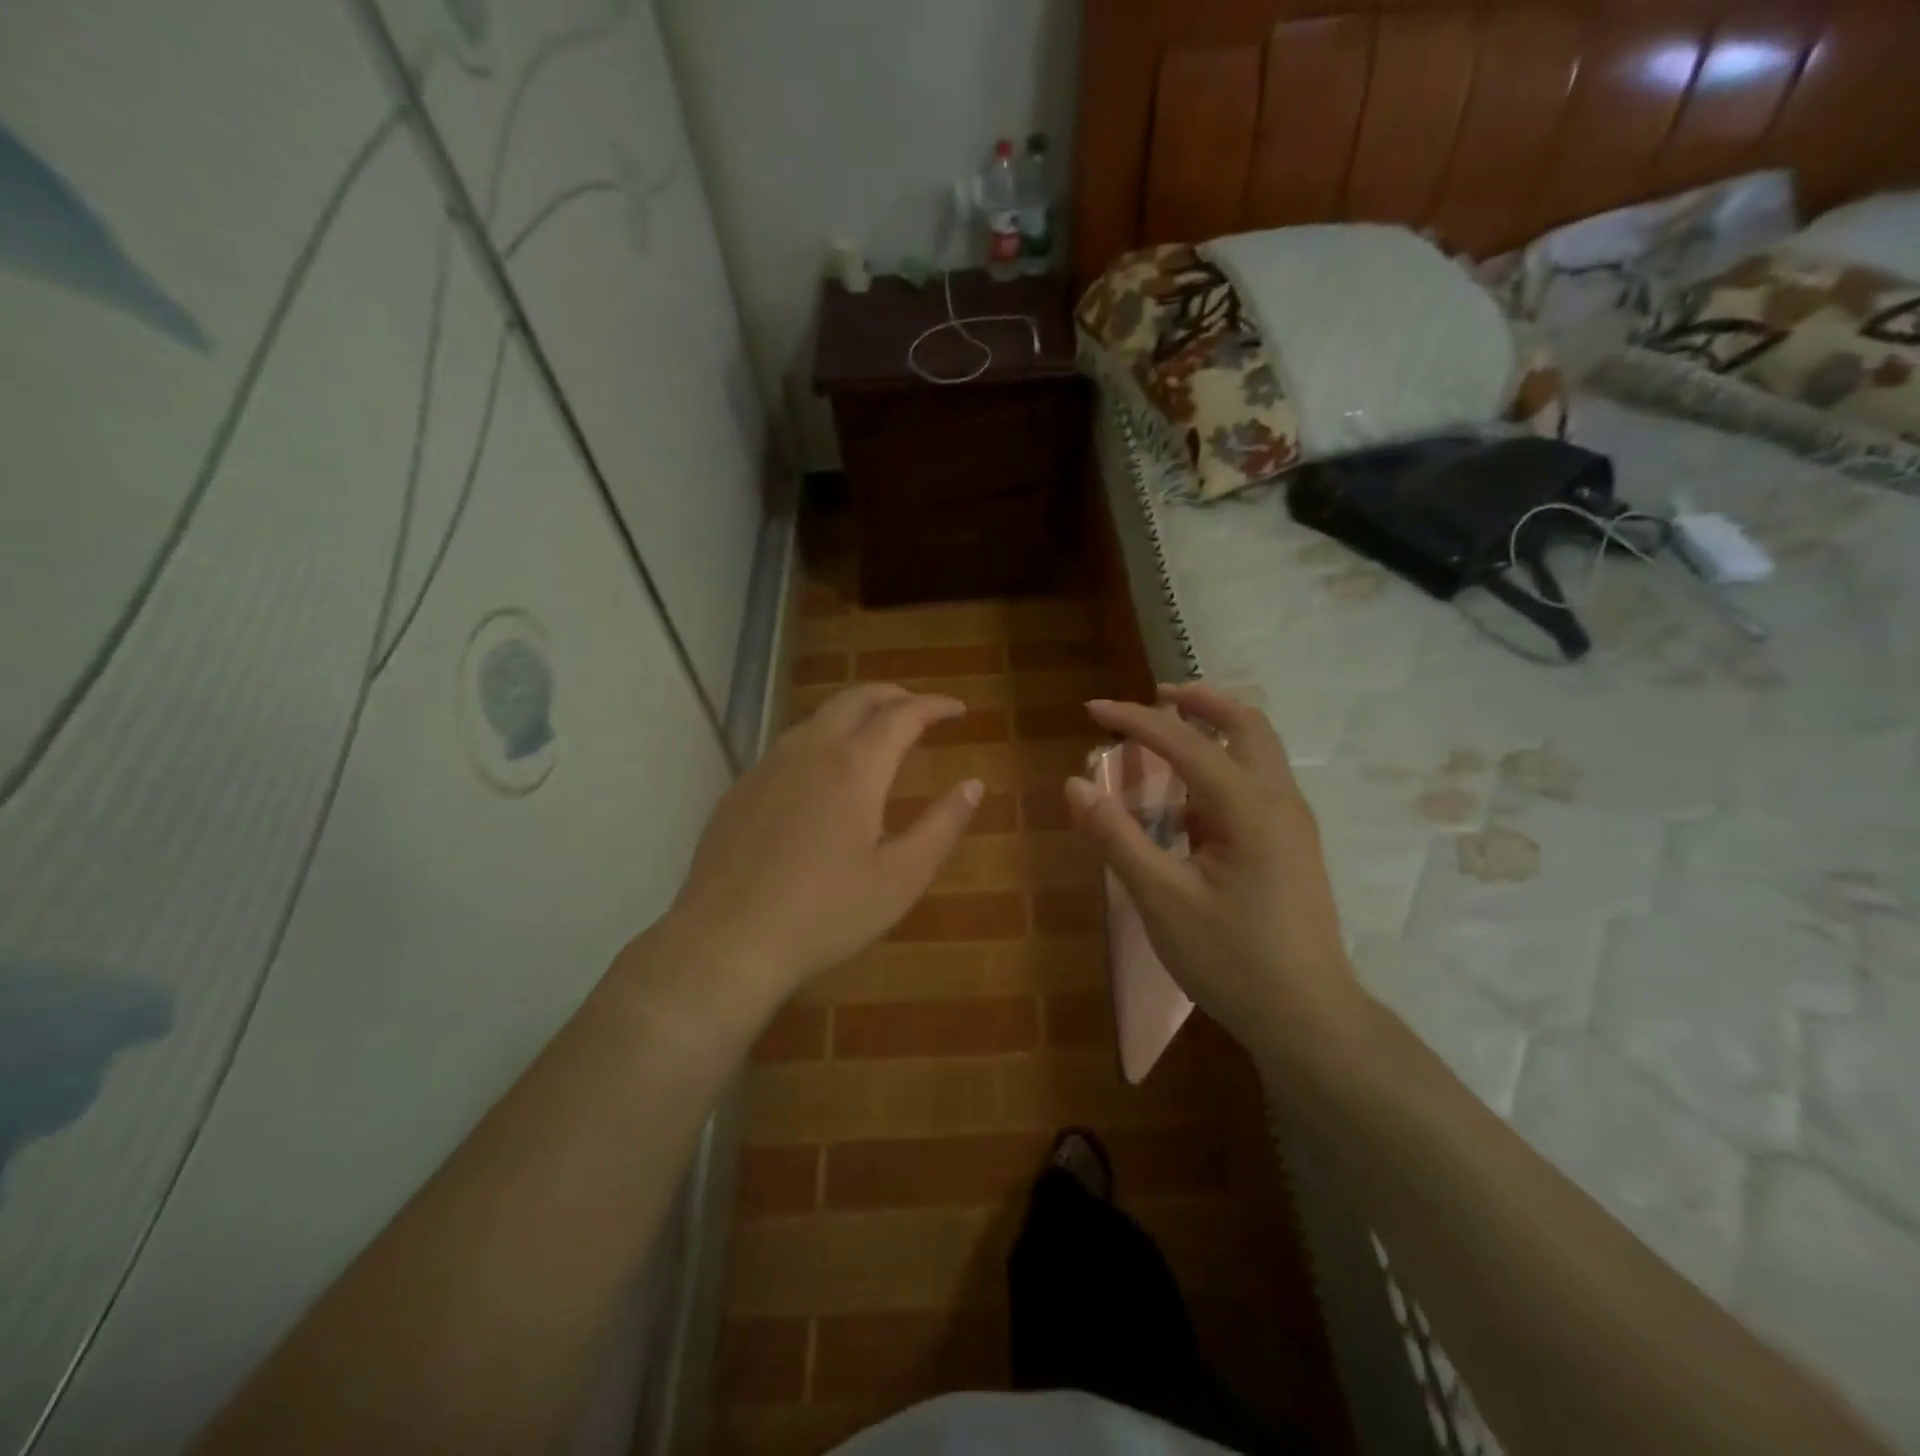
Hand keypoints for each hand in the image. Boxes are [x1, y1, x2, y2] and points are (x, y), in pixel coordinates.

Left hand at [660, 685, 982, 1019]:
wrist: (727, 941)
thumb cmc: (825, 914)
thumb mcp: (901, 878)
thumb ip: (942, 826)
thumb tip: (973, 784)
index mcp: (855, 767)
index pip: (903, 715)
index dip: (935, 705)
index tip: (958, 709)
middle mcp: (810, 751)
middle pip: (856, 699)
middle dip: (894, 694)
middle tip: (920, 709)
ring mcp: (768, 767)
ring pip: (818, 718)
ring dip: (855, 714)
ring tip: (876, 735)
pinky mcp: (741, 789)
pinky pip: (789, 746)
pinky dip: (821, 740)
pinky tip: (823, 775)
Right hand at [1065, 683, 1361, 1061]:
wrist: (1310, 1020)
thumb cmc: (1233, 961)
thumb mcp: (1161, 900)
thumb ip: (1116, 837)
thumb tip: (1074, 784)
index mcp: (1250, 808)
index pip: (1186, 743)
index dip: (1135, 720)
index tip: (1092, 709)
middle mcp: (1280, 802)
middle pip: (1247, 725)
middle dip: (1199, 702)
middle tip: (1154, 698)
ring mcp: (1292, 825)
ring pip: (1258, 752)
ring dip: (1213, 733)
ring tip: (1163, 742)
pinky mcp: (1291, 847)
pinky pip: (1256, 786)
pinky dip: (1220, 771)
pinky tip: (1186, 806)